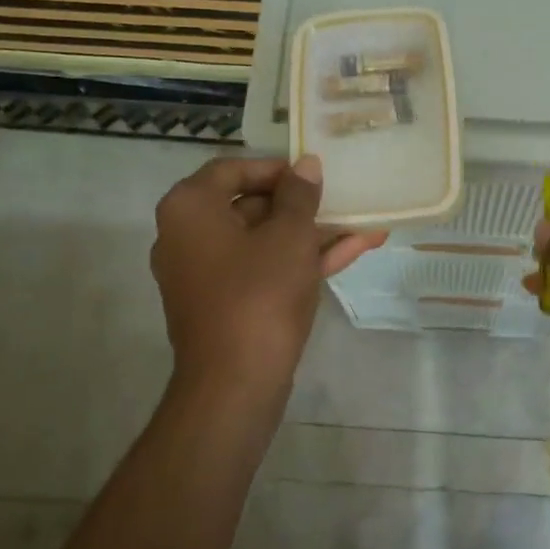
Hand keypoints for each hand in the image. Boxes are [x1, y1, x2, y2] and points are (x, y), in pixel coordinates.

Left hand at [151, 154, 384, 400]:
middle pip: (249, 206)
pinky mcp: (225, 304)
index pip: (233, 169)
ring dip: (310, 234)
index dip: (278, 169)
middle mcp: (187, 236)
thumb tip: (305, 165)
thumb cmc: (259, 294)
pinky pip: (262, 270)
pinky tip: (351, 251)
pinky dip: (300, 261)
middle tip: (340, 200)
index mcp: (190, 208)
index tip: (314, 175)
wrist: (236, 383)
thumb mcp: (290, 236)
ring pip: (263, 241)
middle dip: (301, 205)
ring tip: (362, 224)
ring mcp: (205, 274)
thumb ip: (300, 195)